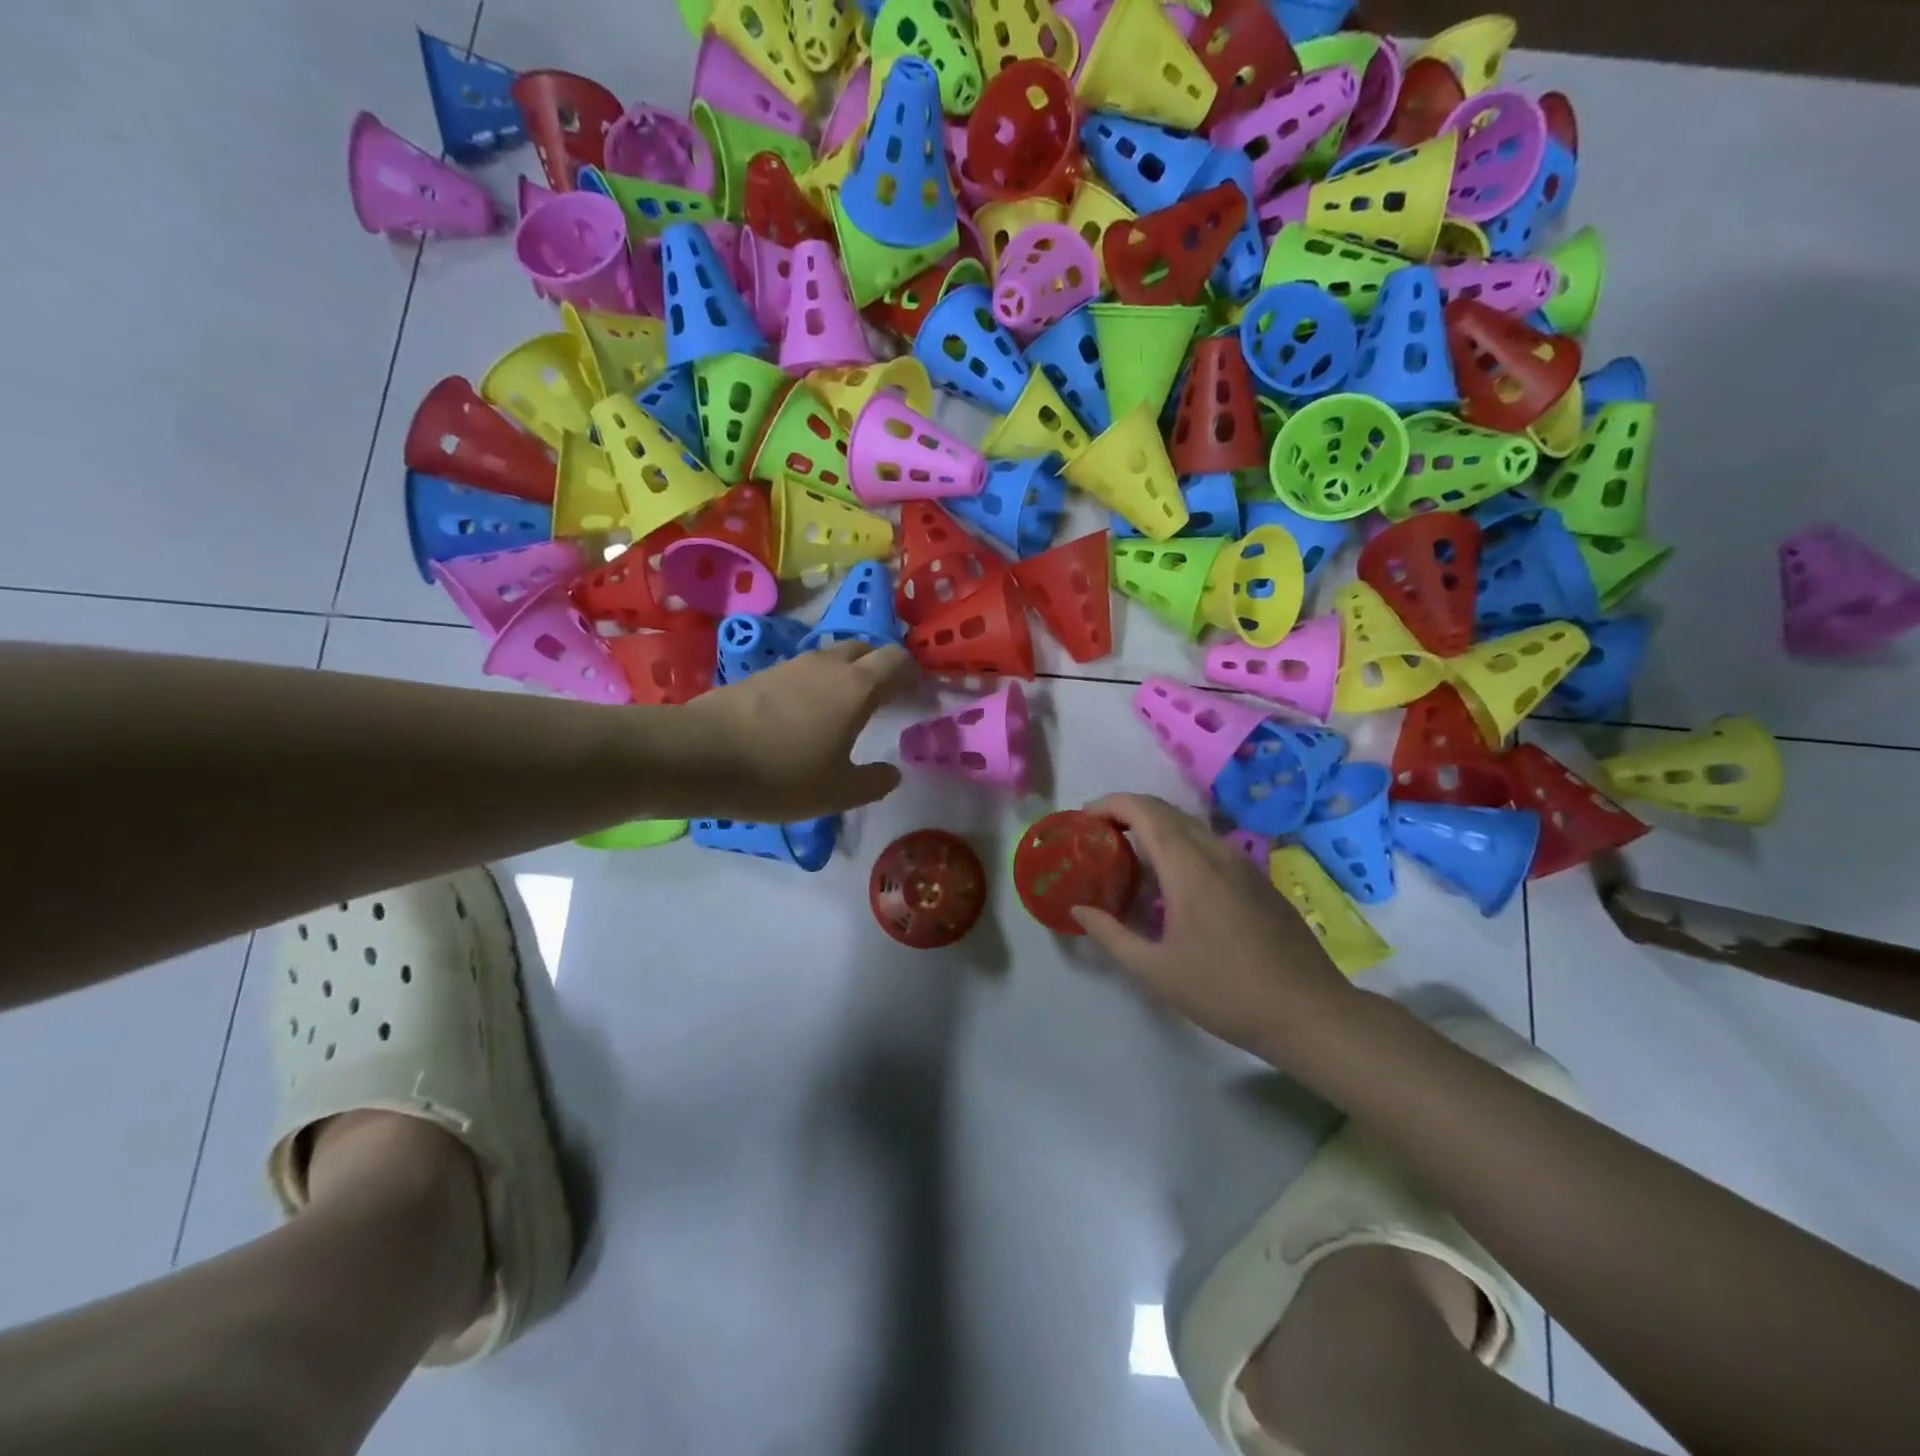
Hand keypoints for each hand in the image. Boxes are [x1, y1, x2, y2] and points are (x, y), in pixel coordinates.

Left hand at [669, 642, 915, 820]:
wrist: (699, 756)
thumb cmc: (781, 775)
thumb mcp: (838, 793)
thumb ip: (874, 782)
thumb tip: (893, 772)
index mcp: (856, 687)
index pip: (897, 660)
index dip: (912, 675)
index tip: (916, 698)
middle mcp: (827, 665)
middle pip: (865, 649)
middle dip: (880, 669)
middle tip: (884, 700)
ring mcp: (790, 665)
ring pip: (831, 658)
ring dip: (845, 675)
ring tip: (843, 710)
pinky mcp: (760, 674)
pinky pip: (801, 672)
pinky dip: (814, 686)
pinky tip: (803, 717)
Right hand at [1072, 793, 1357, 1060]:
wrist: (1309, 1012)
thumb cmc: (1225, 991)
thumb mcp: (1155, 970)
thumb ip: (1111, 935)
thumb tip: (1079, 910)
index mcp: (1189, 866)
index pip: (1144, 810)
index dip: (1110, 803)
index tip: (1084, 818)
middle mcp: (1217, 852)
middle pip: (1166, 811)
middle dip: (1128, 812)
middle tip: (1099, 836)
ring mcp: (1243, 864)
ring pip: (1190, 827)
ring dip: (1155, 830)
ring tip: (1129, 859)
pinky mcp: (1258, 880)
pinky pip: (1210, 846)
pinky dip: (1180, 847)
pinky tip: (1171, 886)